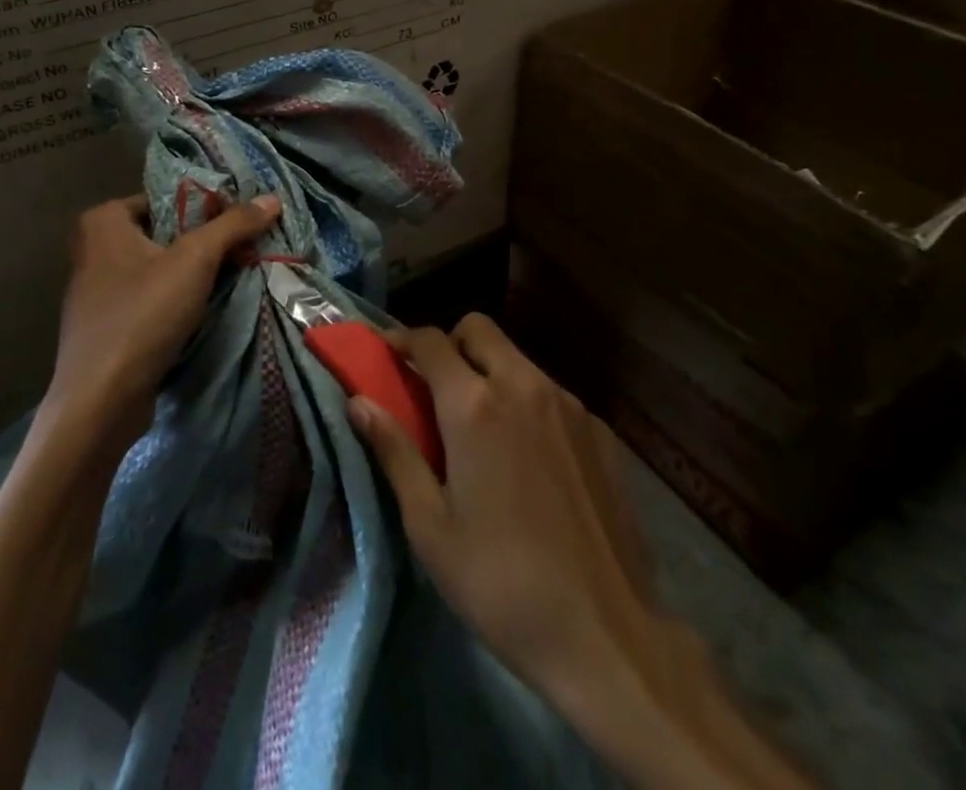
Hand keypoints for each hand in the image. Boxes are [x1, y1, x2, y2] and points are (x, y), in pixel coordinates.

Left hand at [49, 193, 280, 436]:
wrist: (101, 400)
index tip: (241, 220)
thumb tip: (273, 198)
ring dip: (193, 272)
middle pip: (164, 232)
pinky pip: (149, 296)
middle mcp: (93, 248)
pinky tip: (204, 307)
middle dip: (203, 240)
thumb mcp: (196, 260)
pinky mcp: (106, 324)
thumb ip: (233, 225)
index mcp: (103, 221)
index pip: (166, 197)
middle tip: (244, 247)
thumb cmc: (143, 315)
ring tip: (234, 273)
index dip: (206, 206)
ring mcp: (96, 289)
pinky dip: (175, 298)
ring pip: (158, 266)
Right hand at [351, 315, 811, 787]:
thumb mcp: (429, 525)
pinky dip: (528, 403)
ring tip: (482, 426)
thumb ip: (394, 451)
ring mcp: (568, 405)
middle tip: (435, 388)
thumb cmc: (500, 582)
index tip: (387, 353)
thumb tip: (358, 401)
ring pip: (518, 359)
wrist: (606, 636)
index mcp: (474, 404)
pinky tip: (531, 458)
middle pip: (479, 330)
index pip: (431, 341)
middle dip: (451, 344)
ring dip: (490, 371)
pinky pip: (552, 394)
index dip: (403, 339)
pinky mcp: (601, 431)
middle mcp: (523, 386)